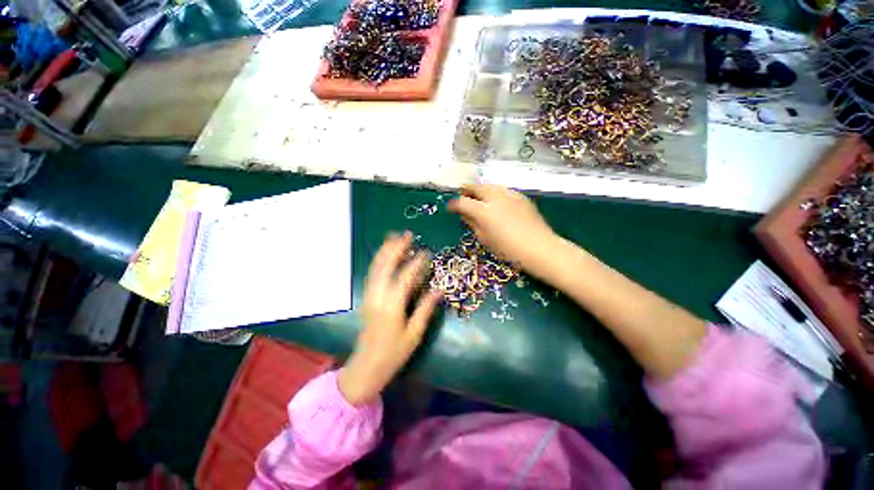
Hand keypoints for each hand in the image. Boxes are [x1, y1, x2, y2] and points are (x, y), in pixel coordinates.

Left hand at [338, 232, 441, 405]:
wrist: (366, 367)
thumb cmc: (393, 353)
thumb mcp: (414, 334)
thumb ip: (426, 309)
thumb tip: (439, 290)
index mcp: (392, 306)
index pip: (405, 277)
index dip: (416, 263)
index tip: (426, 252)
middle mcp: (378, 296)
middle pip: (386, 266)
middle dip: (396, 248)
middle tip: (407, 234)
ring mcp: (369, 296)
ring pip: (376, 267)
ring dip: (385, 250)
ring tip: (394, 237)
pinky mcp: (366, 297)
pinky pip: (372, 274)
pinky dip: (378, 260)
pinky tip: (384, 254)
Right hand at [448, 184, 556, 269]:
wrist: (539, 248)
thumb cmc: (508, 249)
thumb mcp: (485, 239)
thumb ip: (472, 224)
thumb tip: (465, 215)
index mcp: (483, 211)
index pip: (462, 202)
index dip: (454, 204)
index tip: (450, 208)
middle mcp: (495, 197)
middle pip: (476, 187)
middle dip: (466, 191)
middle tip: (462, 196)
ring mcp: (509, 194)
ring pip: (489, 185)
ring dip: (480, 190)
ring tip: (478, 197)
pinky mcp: (520, 196)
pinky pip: (503, 190)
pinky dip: (494, 193)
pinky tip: (496, 201)